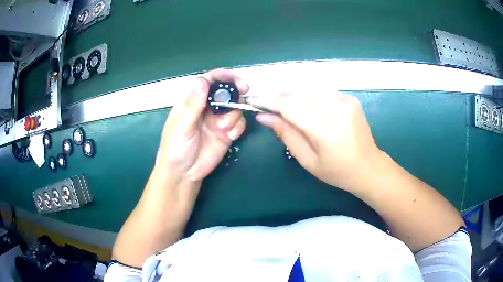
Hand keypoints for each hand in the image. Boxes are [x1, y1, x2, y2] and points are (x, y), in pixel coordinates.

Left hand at [155, 69, 247, 182]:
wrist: (183, 174)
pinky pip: (239, 124)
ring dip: (233, 115)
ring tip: (223, 129)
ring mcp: (217, 120)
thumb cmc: (175, 148)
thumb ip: (193, 105)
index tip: (235, 78)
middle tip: (244, 91)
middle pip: (225, 91)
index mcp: (191, 101)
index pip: (207, 81)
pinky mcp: (226, 133)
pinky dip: (238, 128)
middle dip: (235, 90)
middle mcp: (206, 108)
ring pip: (234, 107)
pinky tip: (230, 136)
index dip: (221, 76)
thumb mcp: (181, 126)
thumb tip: (202, 81)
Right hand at [247, 91, 381, 192]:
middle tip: (262, 104)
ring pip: (307, 88)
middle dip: (275, 96)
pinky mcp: (349, 98)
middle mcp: (336, 107)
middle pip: (296, 92)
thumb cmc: (338, 172)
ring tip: (278, 107)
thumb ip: (286, 134)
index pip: (288, 104)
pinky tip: (303, 107)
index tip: (251, 100)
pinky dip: (306, 97)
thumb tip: (264, 117)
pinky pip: (320, 92)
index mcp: (326, 128)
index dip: (267, 100)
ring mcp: (345, 100)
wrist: (369, 167)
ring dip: (289, 95)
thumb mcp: (308, 160)